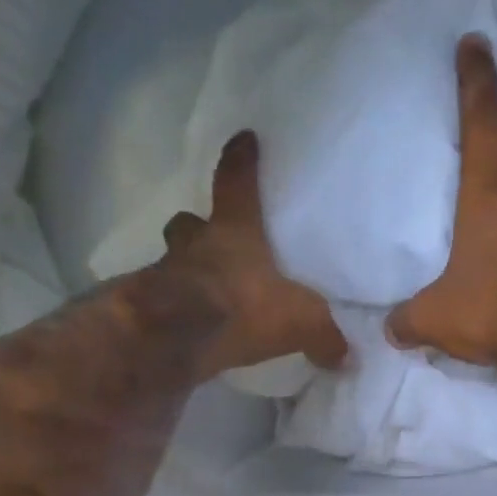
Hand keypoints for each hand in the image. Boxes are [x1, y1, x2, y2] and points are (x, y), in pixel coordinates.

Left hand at [156, 131, 348, 379]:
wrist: (176, 338)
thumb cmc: (241, 307)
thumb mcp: (298, 321)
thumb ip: (324, 335)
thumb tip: (347, 355)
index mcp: (234, 231)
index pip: (236, 182)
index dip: (241, 161)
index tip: (243, 140)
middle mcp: (196, 244)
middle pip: (189, 223)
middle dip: (197, 227)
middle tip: (208, 238)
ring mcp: (166, 273)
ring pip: (171, 259)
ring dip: (181, 267)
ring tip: (198, 286)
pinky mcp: (149, 307)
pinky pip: (162, 299)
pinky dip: (174, 308)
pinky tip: (187, 324)